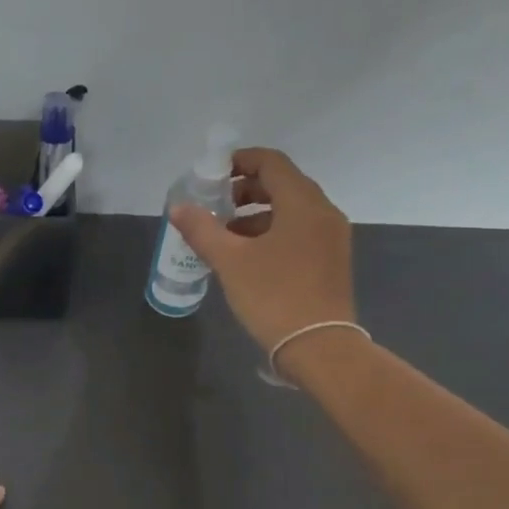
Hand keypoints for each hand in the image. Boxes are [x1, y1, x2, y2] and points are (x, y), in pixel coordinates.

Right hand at [170, 147, 355, 352]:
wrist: (319, 347)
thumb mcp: (230, 261)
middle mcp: (323, 212)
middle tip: (214, 206)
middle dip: (245, 191)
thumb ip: (202, 229)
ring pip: (290, 211)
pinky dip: (272, 233)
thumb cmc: (273, 296)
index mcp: (303, 203)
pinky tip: (247, 257)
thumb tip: (177, 207)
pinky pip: (298, 232)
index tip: (212, 174)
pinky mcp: (330, 261)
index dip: (240, 161)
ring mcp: (331, 238)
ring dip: (256, 215)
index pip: (272, 163)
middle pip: (282, 185)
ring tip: (224, 236)